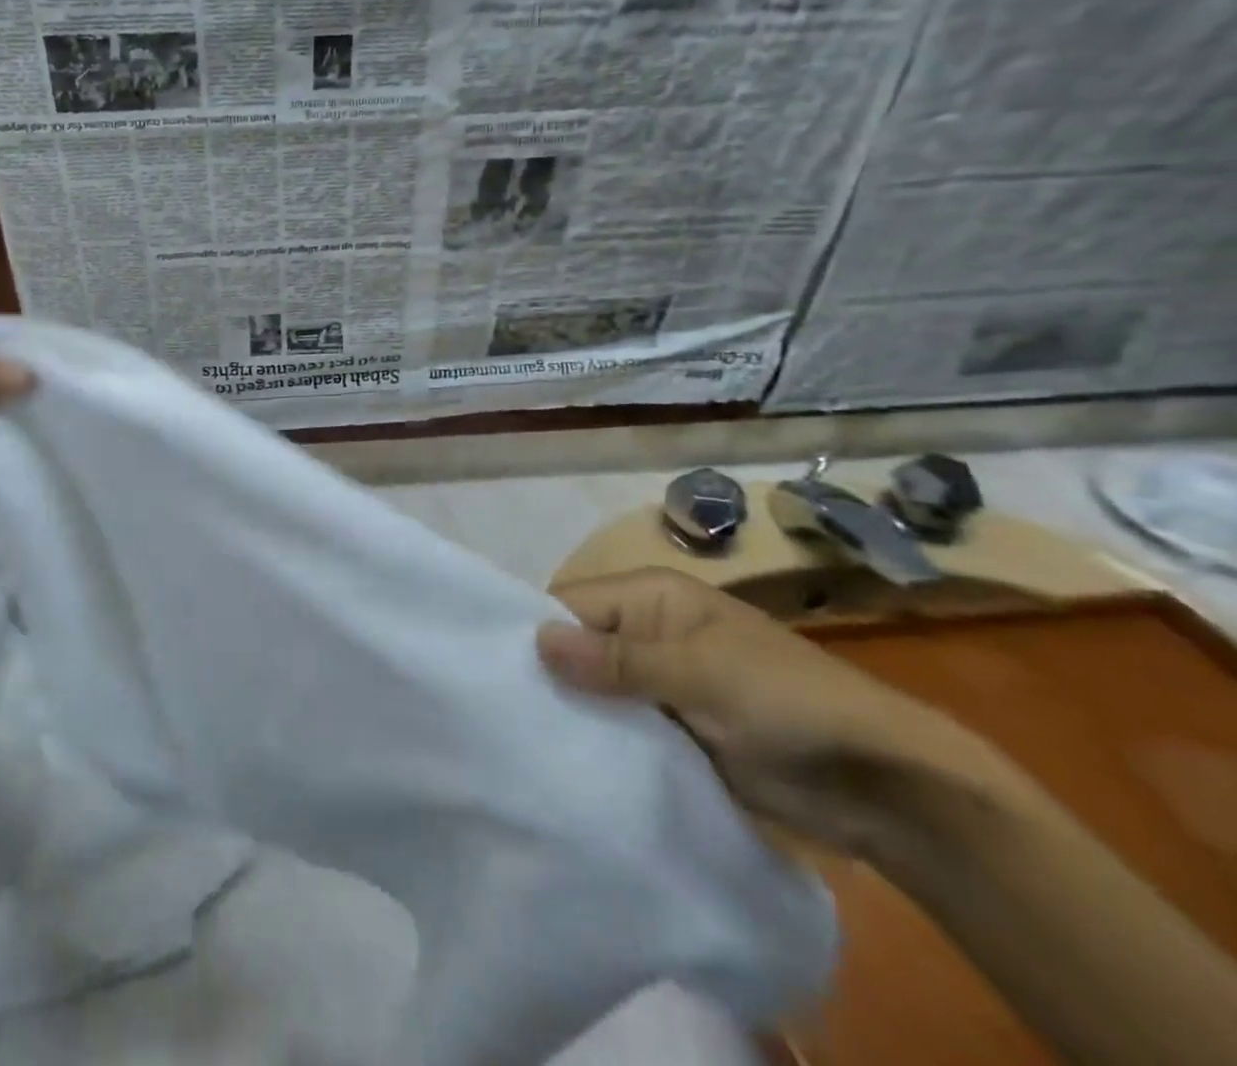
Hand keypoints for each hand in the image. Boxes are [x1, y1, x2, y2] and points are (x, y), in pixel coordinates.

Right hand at [539, 568, 1001, 856]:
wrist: (884, 784)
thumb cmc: (787, 702)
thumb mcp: (699, 673)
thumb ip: (617, 660)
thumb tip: (537, 639)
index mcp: (651, 597)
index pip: (570, 603)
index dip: (535, 633)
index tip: (497, 677)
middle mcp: (648, 631)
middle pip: (578, 645)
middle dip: (550, 677)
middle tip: (504, 719)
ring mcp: (661, 682)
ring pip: (596, 690)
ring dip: (574, 714)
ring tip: (528, 748)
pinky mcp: (674, 729)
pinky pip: (622, 727)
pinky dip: (601, 743)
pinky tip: (570, 766)